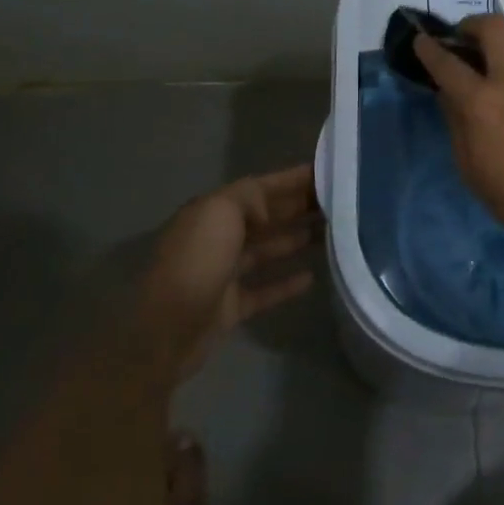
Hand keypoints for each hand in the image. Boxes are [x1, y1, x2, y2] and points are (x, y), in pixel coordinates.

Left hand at [138, 164, 320, 383]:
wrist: (165, 331)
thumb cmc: (196, 261)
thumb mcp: (221, 212)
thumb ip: (250, 198)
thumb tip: (271, 207)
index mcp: (213, 211)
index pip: (260, 188)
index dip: (292, 179)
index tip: (326, 173)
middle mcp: (218, 238)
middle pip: (266, 217)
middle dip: (298, 207)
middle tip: (338, 203)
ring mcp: (224, 274)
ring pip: (267, 250)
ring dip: (296, 239)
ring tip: (333, 233)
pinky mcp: (230, 307)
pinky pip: (264, 289)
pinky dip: (286, 283)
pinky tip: (311, 277)